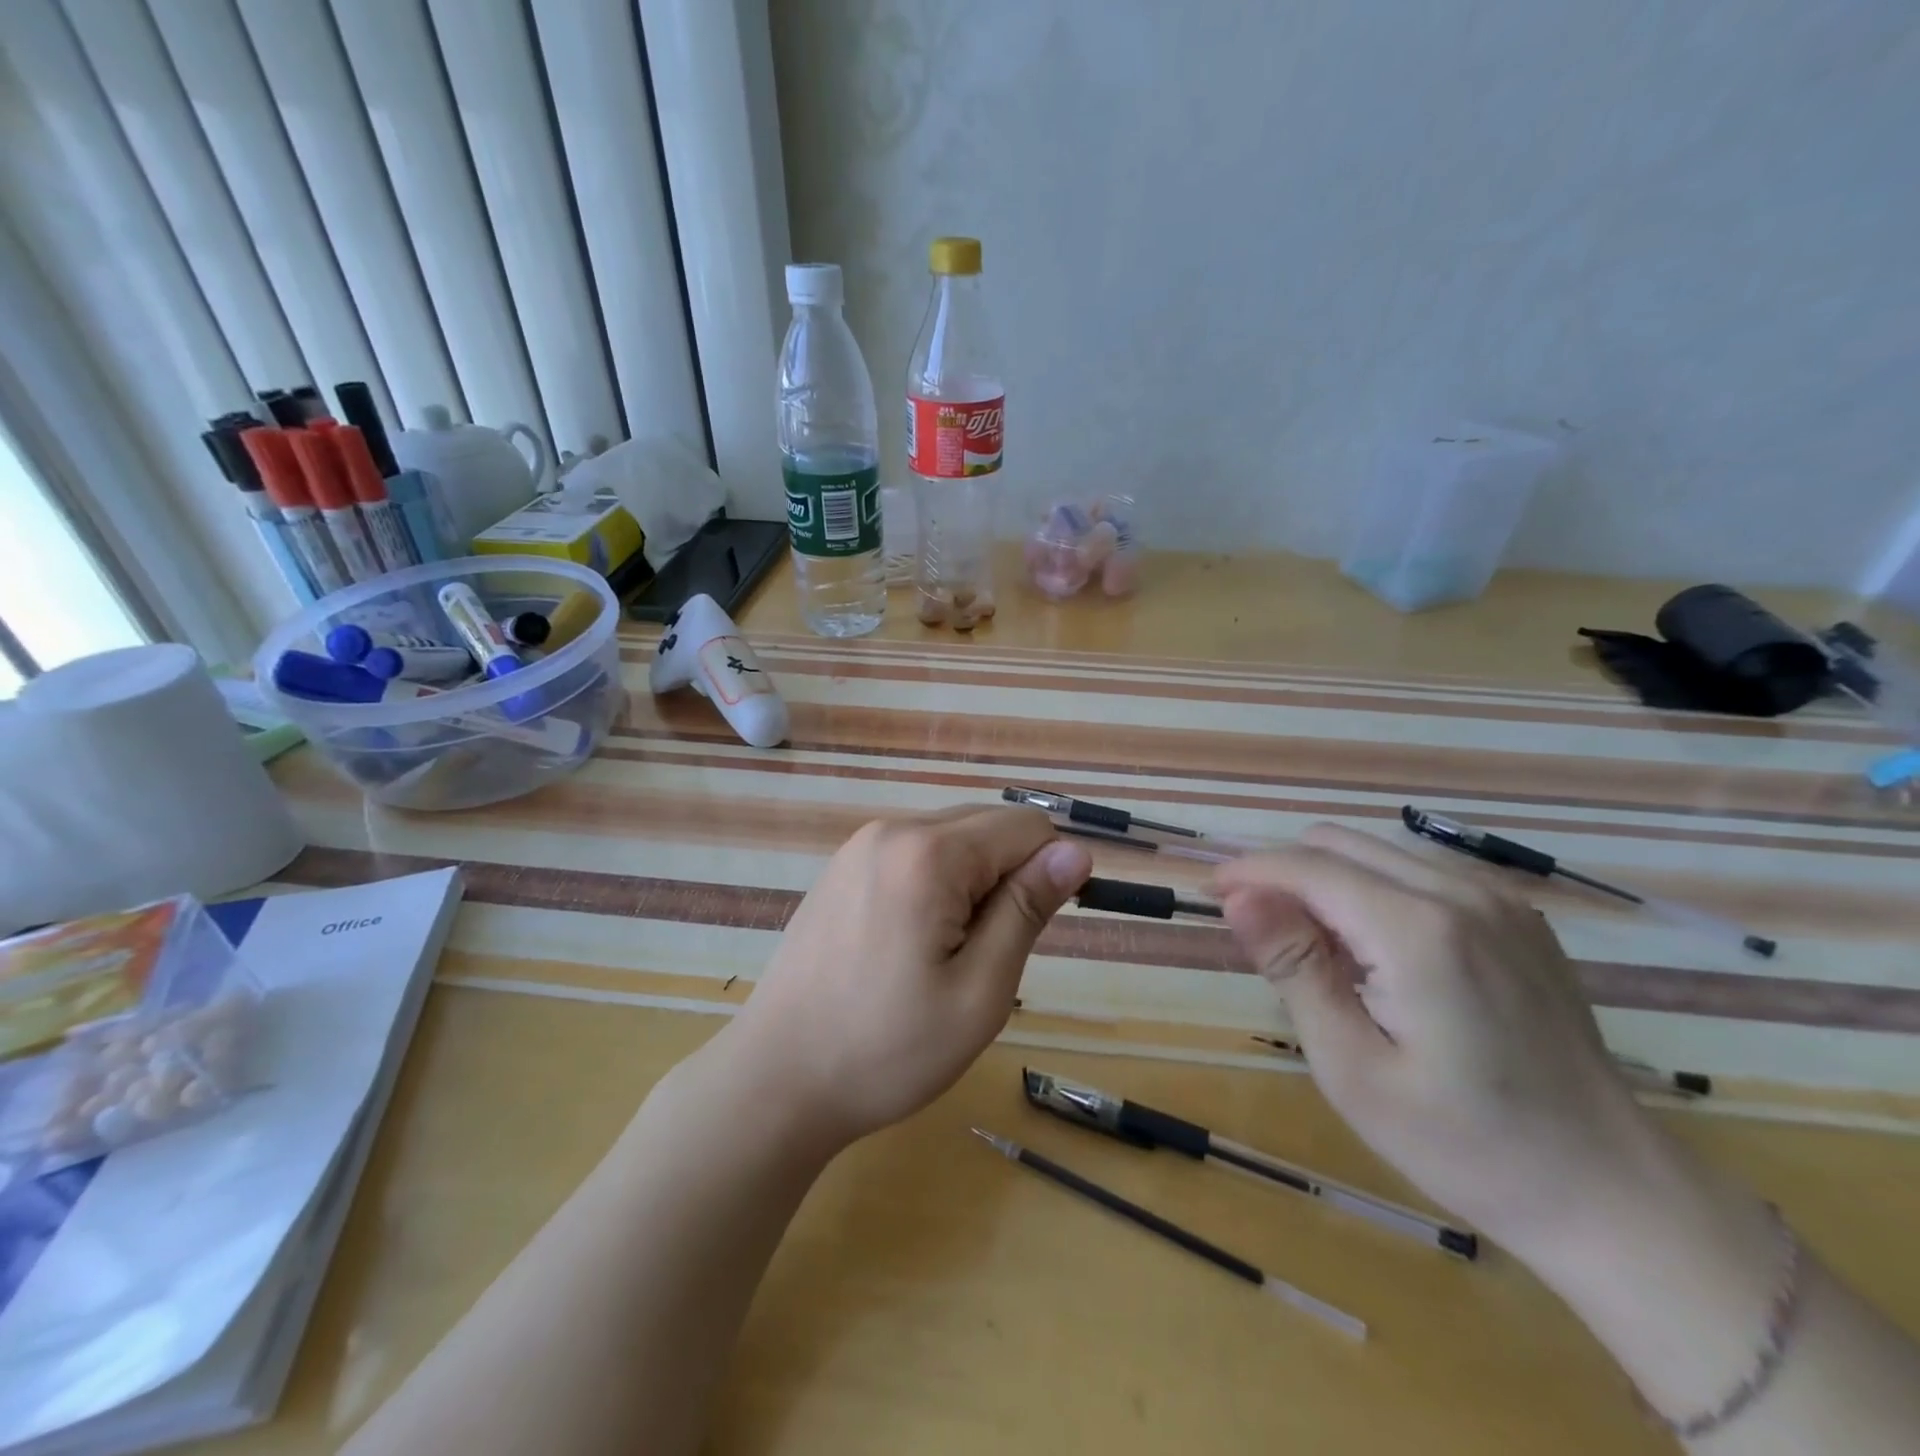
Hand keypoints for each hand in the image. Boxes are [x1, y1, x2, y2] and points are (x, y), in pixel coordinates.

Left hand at [725, 806, 1091, 1148]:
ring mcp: (859, 847)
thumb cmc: (887, 1049)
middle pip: (986, 825)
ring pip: (951, 838)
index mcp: (927, 853)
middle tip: (984, 953)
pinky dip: (935, 884)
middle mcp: (891, 830)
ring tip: (946, 953)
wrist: (776, 1079)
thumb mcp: (979, 990)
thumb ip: (1027, 909)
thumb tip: (1076, 852)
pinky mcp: (842, 868)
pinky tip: (912, 943)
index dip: (1048, 873)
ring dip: (972, 883)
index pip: (1025, 827)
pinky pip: (913, 854)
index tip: (1032, 932)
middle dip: (1007, 876)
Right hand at [1211, 824, 1663, 1261]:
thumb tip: (1238, 898)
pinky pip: (1418, 872)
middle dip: (1283, 873)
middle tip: (1257, 933)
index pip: (1307, 866)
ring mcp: (1498, 900)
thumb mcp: (1351, 1067)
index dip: (1248, 872)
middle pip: (1338, 844)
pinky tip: (1375, 953)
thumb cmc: (1462, 1143)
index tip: (1208, 896)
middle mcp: (1461, 894)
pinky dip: (1372, 890)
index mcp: (1418, 931)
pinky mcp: (1517, 916)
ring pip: (1376, 852)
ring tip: (1315, 951)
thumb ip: (1294, 968)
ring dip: (1326, 881)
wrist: (1608, 1191)